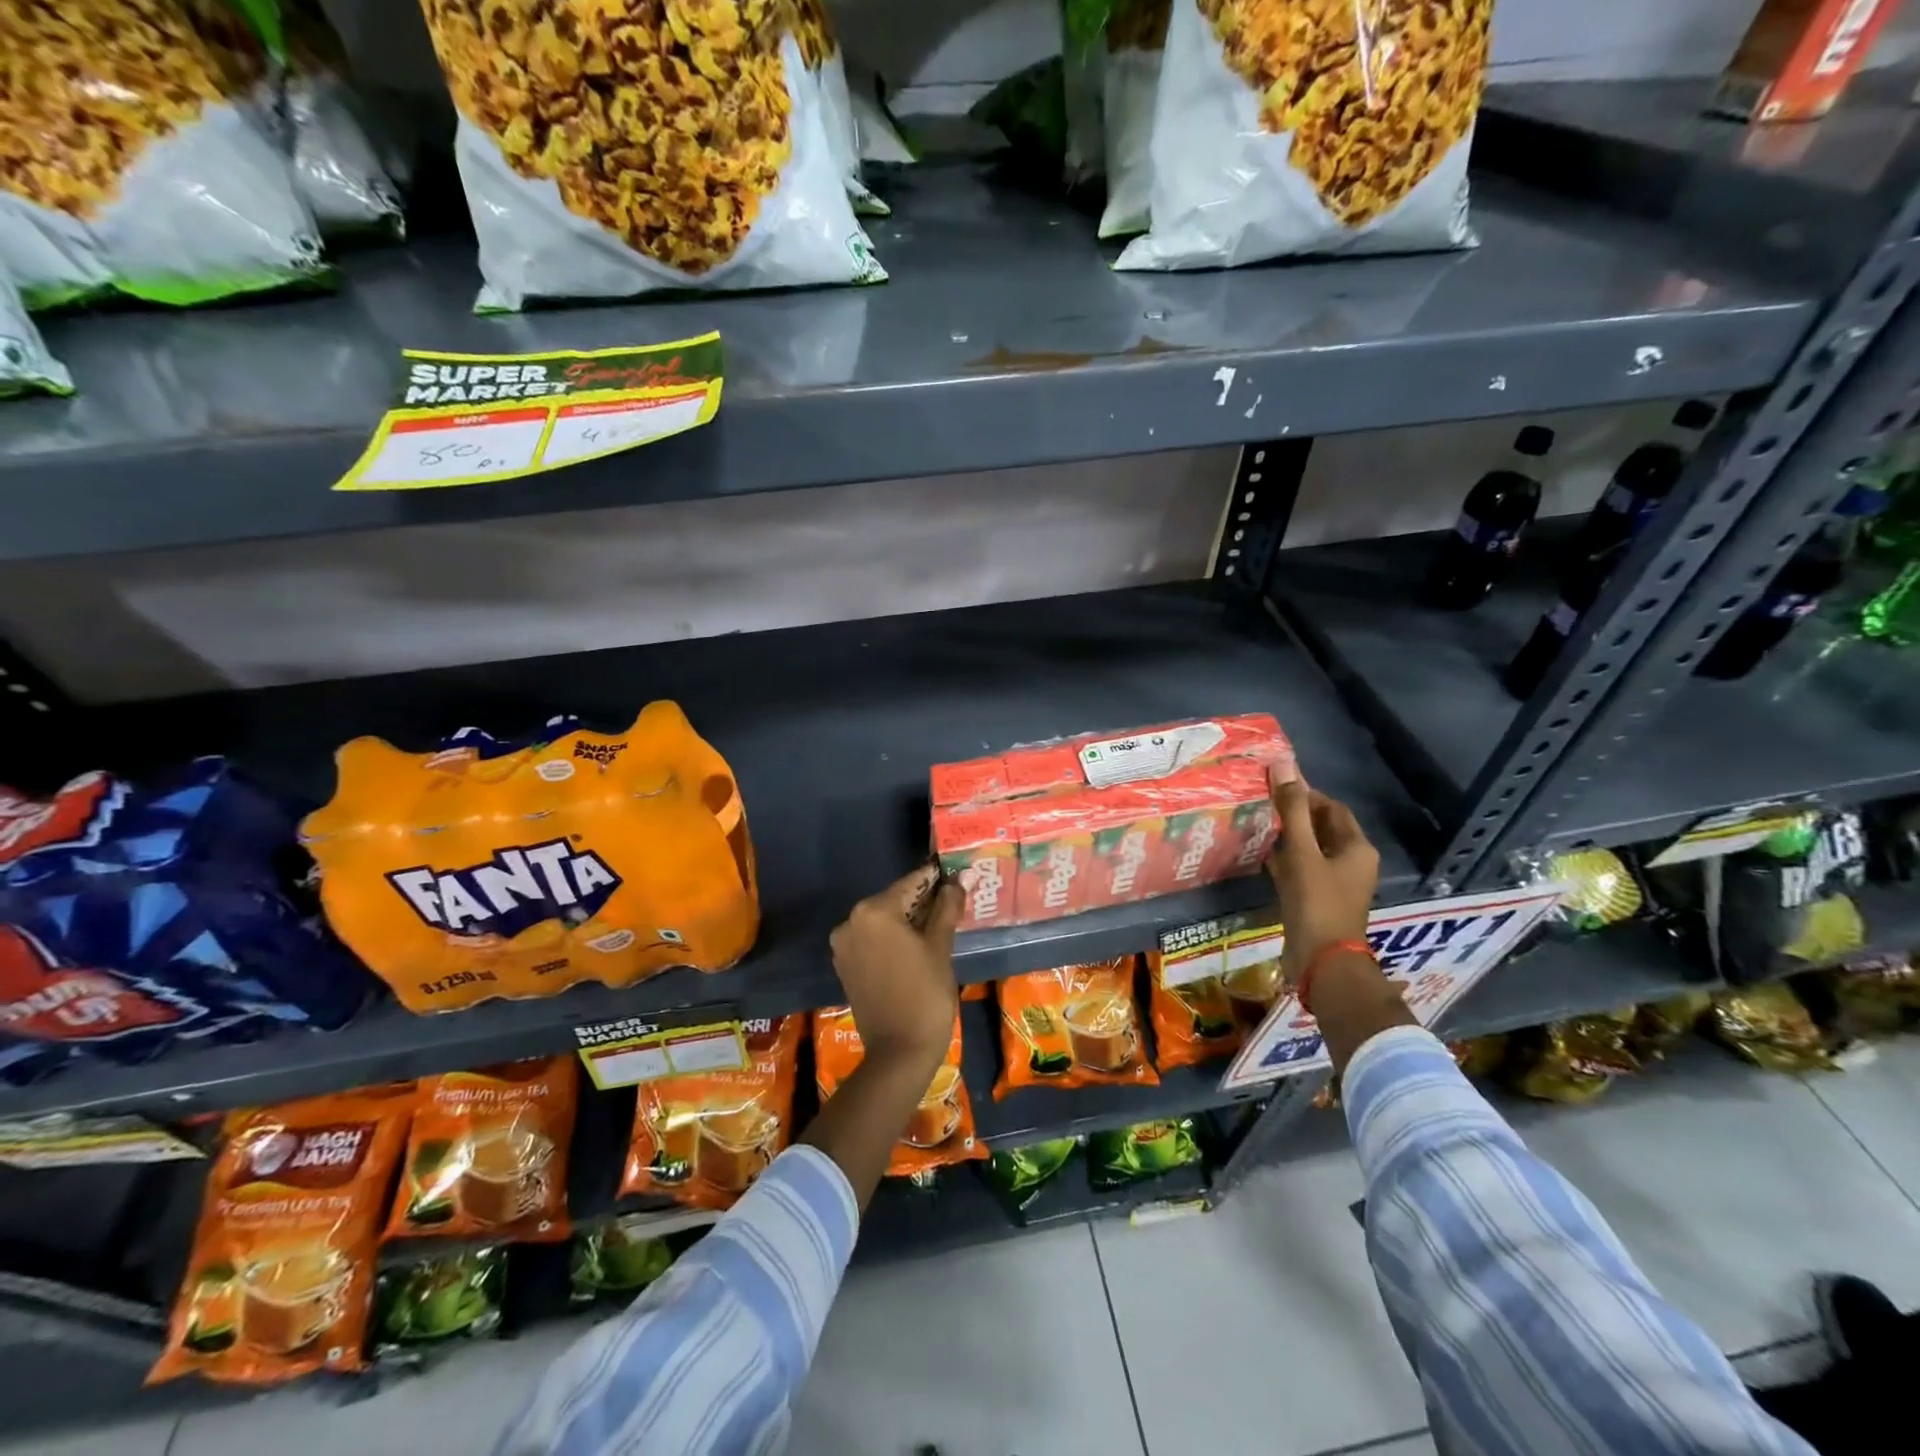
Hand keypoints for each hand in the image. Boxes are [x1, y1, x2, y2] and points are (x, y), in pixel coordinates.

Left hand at [828, 864, 961, 1069]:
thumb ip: (947, 907)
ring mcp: (844, 944)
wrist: (899, 1052)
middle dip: (923, 900)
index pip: (911, 883)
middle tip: (953, 901)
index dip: (936, 878)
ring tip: (940, 924)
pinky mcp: (845, 964)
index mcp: (873, 911)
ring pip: (883, 920)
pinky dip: (893, 937)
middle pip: (895, 900)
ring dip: (908, 919)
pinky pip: (873, 939)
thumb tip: (958, 879)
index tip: (956, 874)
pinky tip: (917, 945)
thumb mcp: (940, 946)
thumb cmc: (925, 994)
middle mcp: (851, 921)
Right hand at [1265, 769, 1379, 987]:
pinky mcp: (1316, 900)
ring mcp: (1334, 884)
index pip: (1331, 808)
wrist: (1321, 962)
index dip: (1305, 794)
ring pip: (1308, 849)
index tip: (1274, 786)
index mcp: (1357, 848)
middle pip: (1320, 827)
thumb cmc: (1317, 903)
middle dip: (1293, 814)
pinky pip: (1300, 870)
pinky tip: (1259, 855)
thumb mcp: (1302, 852)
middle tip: (1260, 803)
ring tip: (1255, 824)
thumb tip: (1284, 764)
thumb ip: (1292, 809)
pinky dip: (1282, 860)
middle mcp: (1350, 863)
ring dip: (1285, 837)